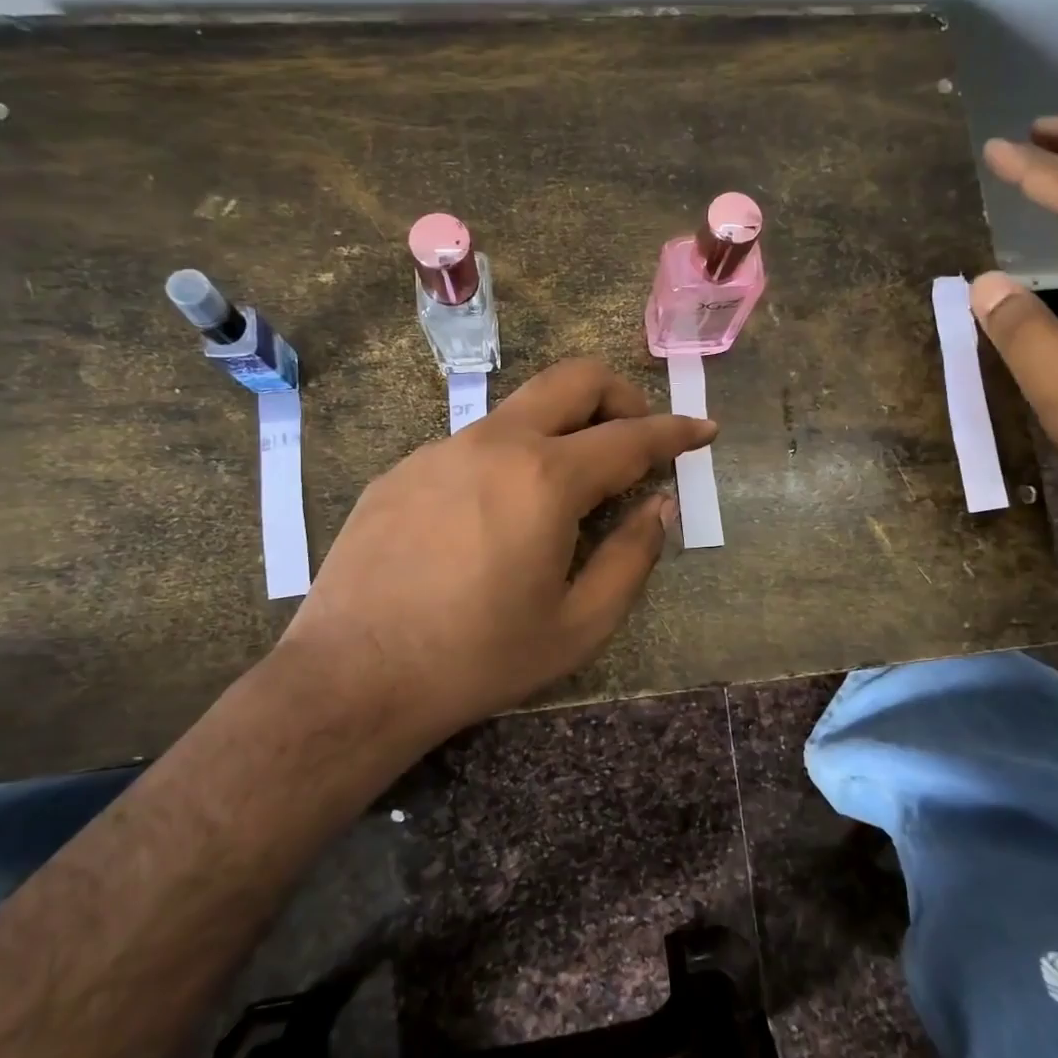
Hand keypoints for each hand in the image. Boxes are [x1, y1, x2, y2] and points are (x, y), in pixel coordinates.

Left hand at [272, 358, 714, 740]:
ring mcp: (441, 450)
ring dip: (562, 430)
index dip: (676, 432)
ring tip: (566, 492)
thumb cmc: (478, 658)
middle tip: (637, 439)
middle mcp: (495, 444)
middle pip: (573, 380)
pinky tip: (495, 519)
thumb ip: (631, 557)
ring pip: (521, 410)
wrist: (353, 677)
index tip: (703, 428)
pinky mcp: (403, 469)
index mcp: (546, 479)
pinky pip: (474, 445)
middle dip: (621, 395)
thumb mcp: (578, 625)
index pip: (631, 437)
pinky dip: (510, 460)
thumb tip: (659, 506)